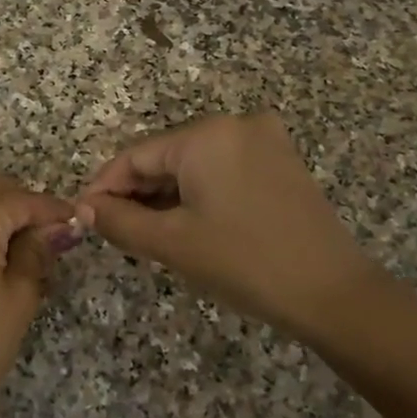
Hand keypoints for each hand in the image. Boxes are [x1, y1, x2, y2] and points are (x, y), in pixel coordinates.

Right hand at [80, 113, 398, 347]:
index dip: (104, 186)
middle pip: (166, 156)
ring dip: (167, 194)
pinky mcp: (281, 160)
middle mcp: (235, 123)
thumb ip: (118, 219)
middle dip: (137, 192)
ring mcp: (264, 139)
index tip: (83, 215)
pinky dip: (199, 192)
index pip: (135, 155)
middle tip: (113, 230)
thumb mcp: (172, 243)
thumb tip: (83, 207)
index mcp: (205, 134)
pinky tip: (188, 222)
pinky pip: (223, 168)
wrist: (333, 294)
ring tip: (147, 232)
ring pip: (194, 163)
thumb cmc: (245, 263)